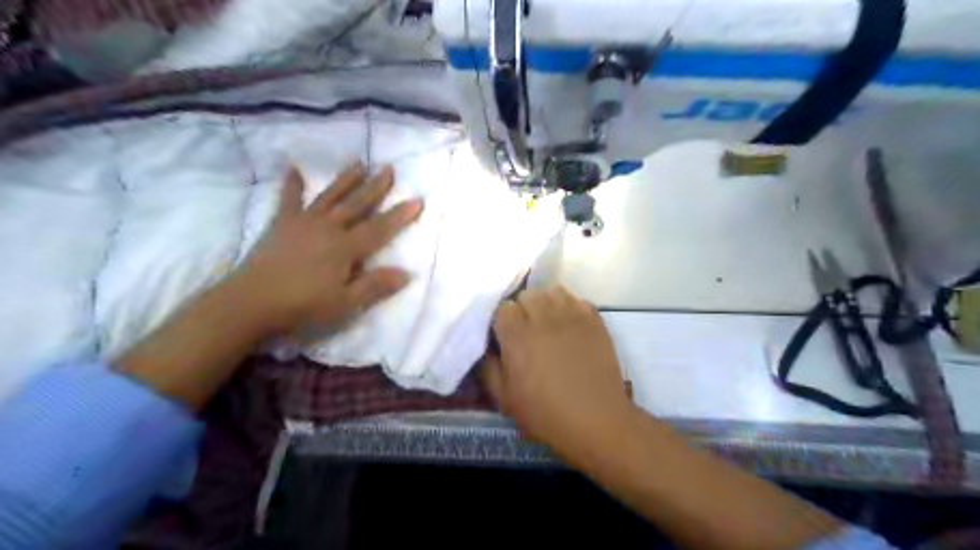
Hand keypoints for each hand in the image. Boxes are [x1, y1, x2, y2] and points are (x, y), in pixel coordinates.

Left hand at [234, 160, 426, 337]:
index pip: (379, 228)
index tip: (418, 199)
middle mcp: (328, 228)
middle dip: (375, 187)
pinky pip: (288, 199)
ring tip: (358, 163)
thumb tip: (408, 273)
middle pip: (356, 204)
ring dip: (345, 179)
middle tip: (389, 168)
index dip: (400, 215)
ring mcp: (303, 222)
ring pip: (330, 196)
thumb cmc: (302, 306)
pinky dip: (291, 184)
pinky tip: (292, 168)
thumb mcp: (345, 303)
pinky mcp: (282, 224)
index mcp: (345, 247)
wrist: (250, 303)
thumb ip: (375, 286)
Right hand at [481, 287, 636, 459]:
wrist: (597, 419)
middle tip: (528, 332)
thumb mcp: (505, 399)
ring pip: (552, 292)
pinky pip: (576, 299)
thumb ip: (489, 368)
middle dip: (523, 310)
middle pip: (527, 295)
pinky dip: (570, 308)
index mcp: (517, 334)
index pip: (503, 308)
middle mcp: (542, 316)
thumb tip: (488, 349)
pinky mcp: (594, 319)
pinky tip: (570, 326)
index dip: (503, 322)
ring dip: (546, 304)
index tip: (506, 338)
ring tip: (549, 324)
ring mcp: (571, 314)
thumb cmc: (546, 413)